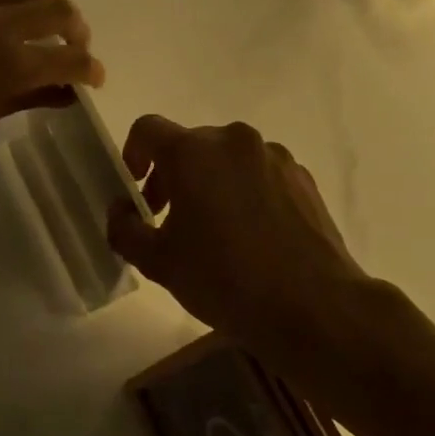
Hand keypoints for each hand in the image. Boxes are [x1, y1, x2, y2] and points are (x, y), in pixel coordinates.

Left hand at [0, 0, 104, 161]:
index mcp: (10, 64)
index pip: (69, 59)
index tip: (95, 77)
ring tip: (52, 18)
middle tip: (75, 46)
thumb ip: (27, 98)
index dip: (90, 69)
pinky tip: (16, 2)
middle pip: (58, 10)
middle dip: (77, 29)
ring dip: (50, 0)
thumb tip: (65, 94)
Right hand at [107, 115, 372, 350]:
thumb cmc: (225, 279)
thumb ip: (124, 228)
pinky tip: (252, 236)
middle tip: (168, 221)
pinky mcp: (302, 177)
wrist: (314, 306)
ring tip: (215, 232)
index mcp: (193, 152)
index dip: (132, 155)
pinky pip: (260, 174)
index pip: (147, 129)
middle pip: (189, 145)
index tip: (136, 192)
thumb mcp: (158, 262)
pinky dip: (245, 192)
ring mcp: (274, 156)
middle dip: (171, 176)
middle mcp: (234, 140)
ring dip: (210, 183)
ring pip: (227, 159)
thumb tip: (120, 210)